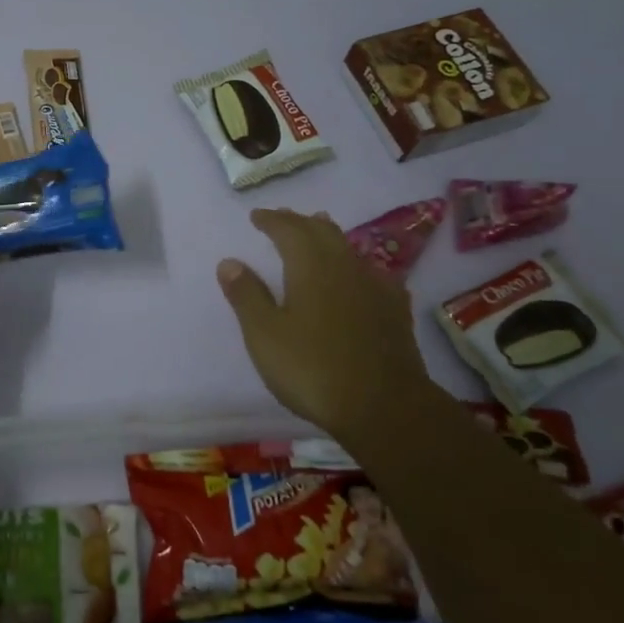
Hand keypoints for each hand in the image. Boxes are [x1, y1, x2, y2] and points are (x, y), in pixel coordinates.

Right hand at [217, 208, 436, 434]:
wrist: (384, 406)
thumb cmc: (312, 368)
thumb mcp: (265, 335)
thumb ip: (247, 295)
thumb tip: (229, 261)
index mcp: (310, 266)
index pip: (289, 230)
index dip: (271, 220)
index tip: (256, 216)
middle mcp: (345, 266)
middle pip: (322, 231)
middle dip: (299, 222)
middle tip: (282, 219)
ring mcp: (375, 287)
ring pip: (349, 249)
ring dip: (328, 236)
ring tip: (318, 230)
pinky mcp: (394, 311)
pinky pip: (373, 274)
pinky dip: (356, 265)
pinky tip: (361, 275)